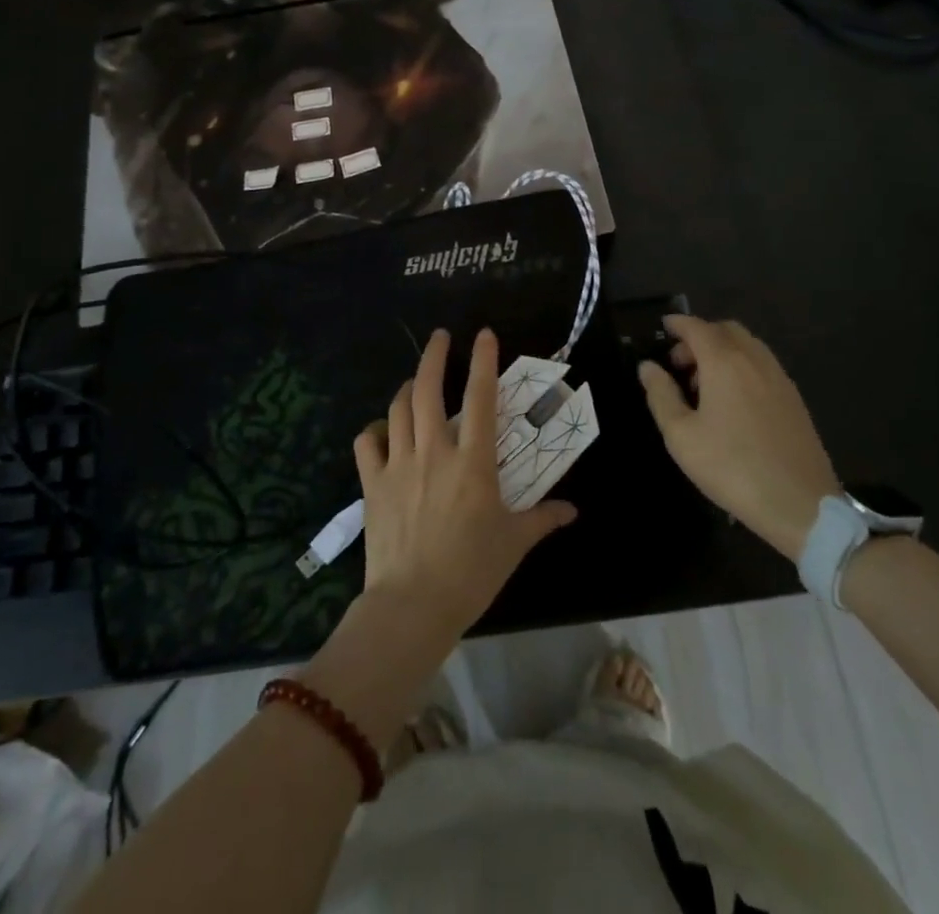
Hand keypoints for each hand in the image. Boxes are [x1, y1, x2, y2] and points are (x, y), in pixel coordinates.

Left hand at [353, 327, 577, 643]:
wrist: (413, 605)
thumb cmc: (471, 572)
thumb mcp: (514, 543)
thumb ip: (542, 519)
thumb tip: (571, 510)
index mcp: (473, 462)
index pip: (480, 398)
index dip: (483, 361)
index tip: (484, 334)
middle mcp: (434, 451)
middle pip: (428, 389)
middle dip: (434, 355)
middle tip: (441, 337)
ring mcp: (398, 464)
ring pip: (397, 409)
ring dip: (408, 388)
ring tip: (416, 381)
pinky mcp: (372, 483)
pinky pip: (367, 442)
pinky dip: (374, 429)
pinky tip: (383, 430)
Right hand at [638, 314, 841, 559]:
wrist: (800, 505)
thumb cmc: (731, 467)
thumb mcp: (681, 436)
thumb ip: (661, 395)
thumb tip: (648, 367)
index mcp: (725, 363)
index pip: (698, 328)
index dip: (678, 324)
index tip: (663, 326)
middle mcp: (755, 361)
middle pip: (726, 330)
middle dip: (700, 337)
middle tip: (680, 364)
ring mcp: (779, 378)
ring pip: (748, 346)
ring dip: (722, 351)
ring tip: (704, 386)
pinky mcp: (794, 399)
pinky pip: (763, 365)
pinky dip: (742, 366)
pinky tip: (733, 401)